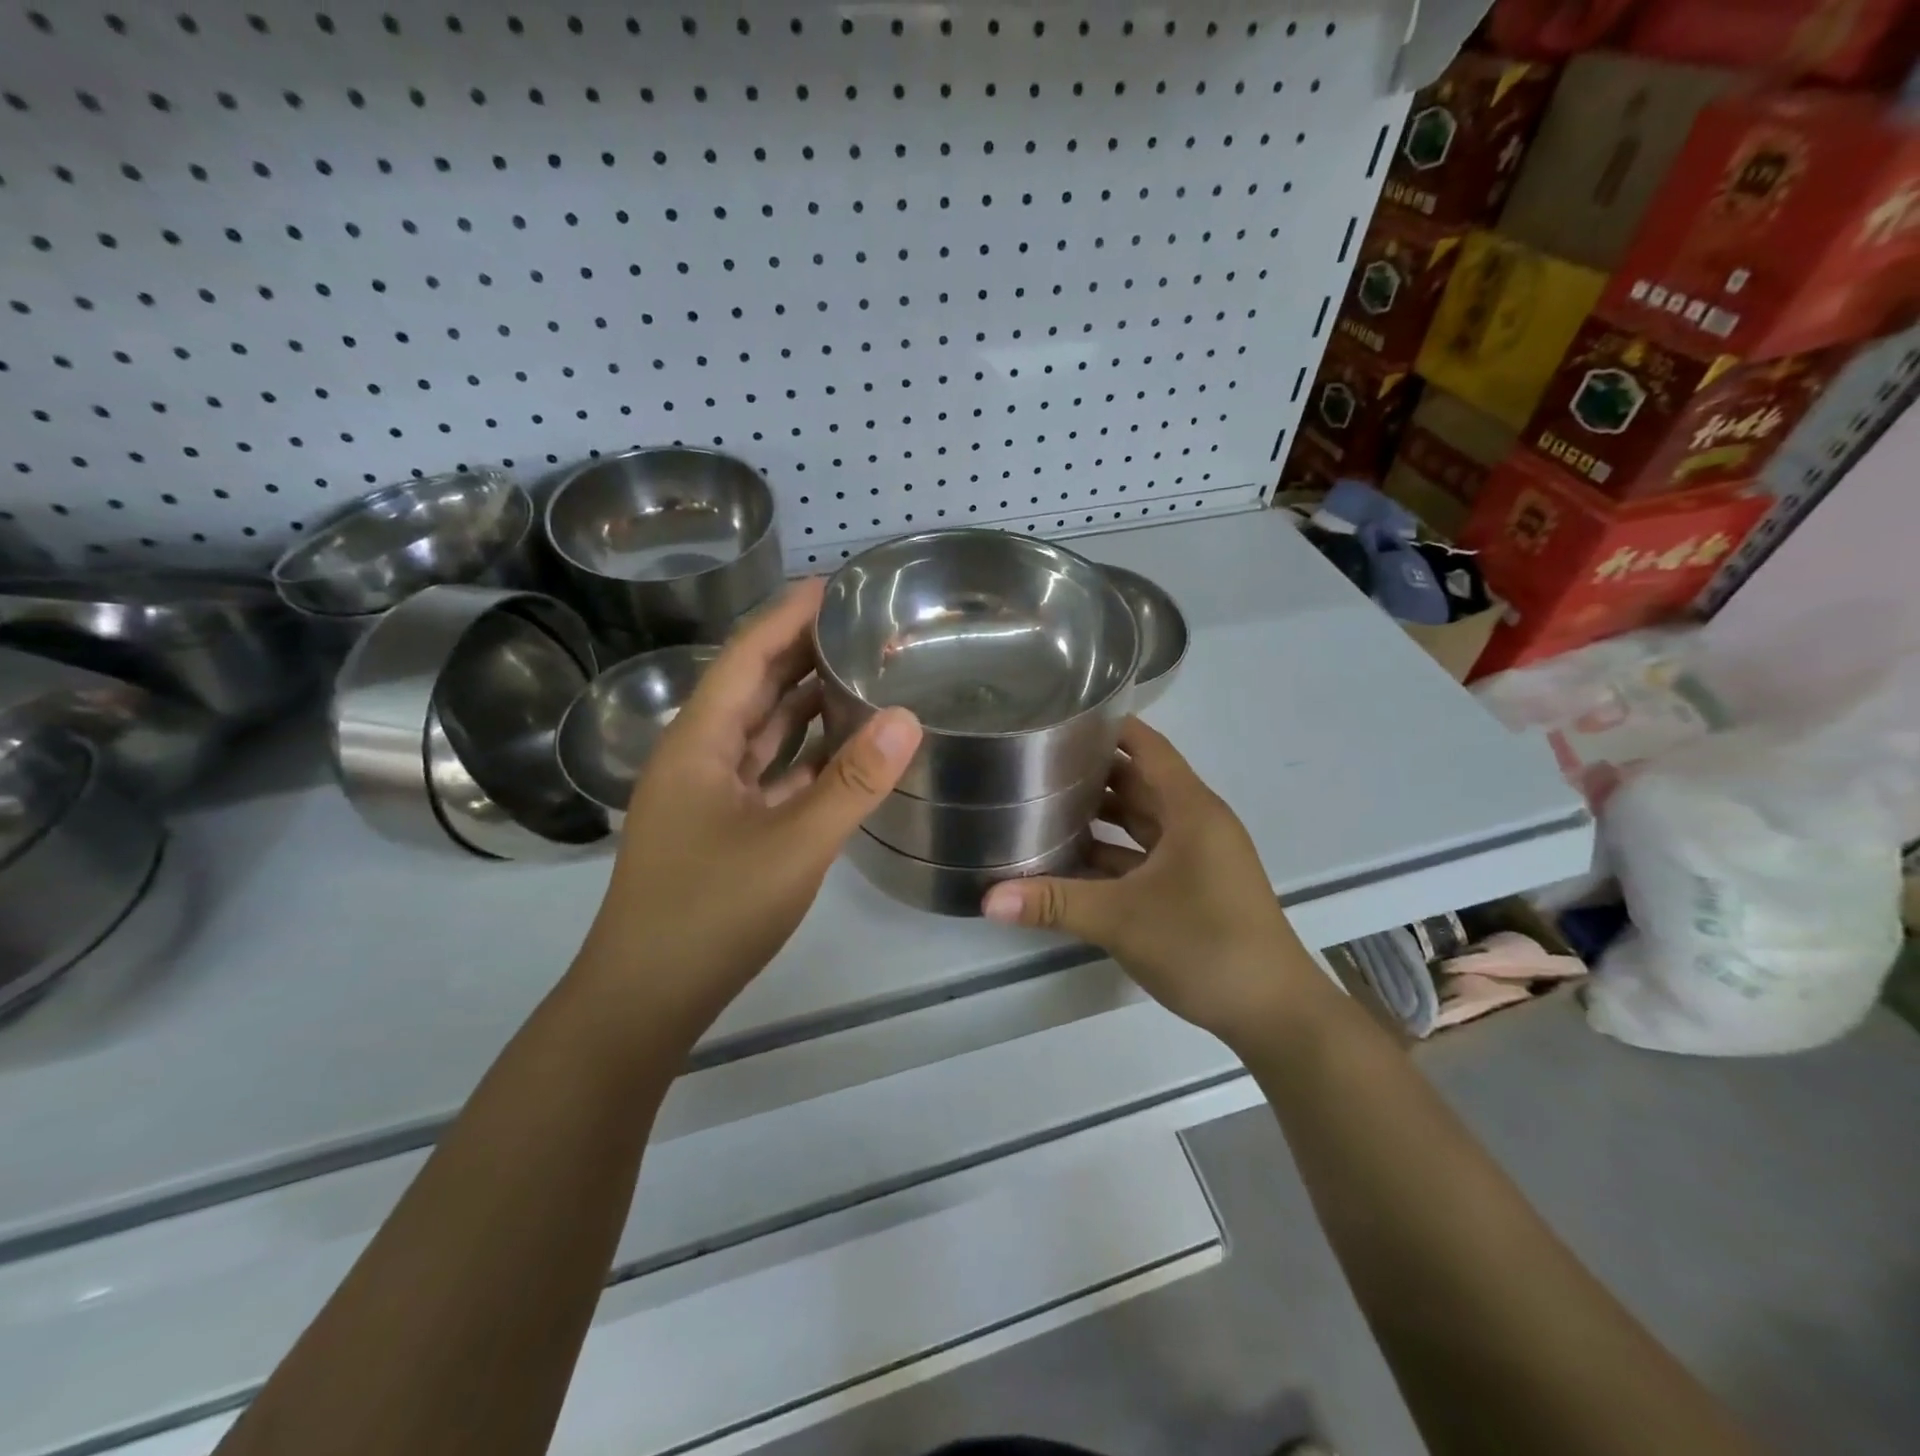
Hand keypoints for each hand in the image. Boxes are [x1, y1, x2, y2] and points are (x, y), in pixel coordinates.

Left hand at [576, 580, 922, 1043]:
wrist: (646, 999)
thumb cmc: (712, 915)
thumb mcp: (794, 845)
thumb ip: (853, 782)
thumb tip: (909, 717)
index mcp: (699, 743)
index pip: (746, 656)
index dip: (788, 616)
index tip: (836, 585)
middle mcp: (699, 757)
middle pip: (753, 687)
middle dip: (801, 651)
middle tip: (860, 623)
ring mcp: (708, 795)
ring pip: (761, 731)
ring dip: (804, 701)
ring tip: (859, 670)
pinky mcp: (723, 827)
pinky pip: (769, 772)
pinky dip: (804, 753)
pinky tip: (843, 746)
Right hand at [982, 719, 1320, 1044]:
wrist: (1274, 1012)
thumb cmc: (1205, 945)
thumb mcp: (1122, 919)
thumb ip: (1054, 903)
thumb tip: (987, 900)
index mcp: (1191, 809)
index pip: (1148, 747)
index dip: (1109, 728)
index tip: (1061, 720)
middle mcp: (1196, 823)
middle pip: (1140, 782)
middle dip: (1093, 772)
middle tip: (1037, 764)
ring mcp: (1198, 857)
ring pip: (1142, 820)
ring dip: (1102, 814)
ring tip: (1045, 804)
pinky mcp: (1194, 887)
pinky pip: (1146, 855)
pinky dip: (1113, 853)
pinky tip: (1072, 860)